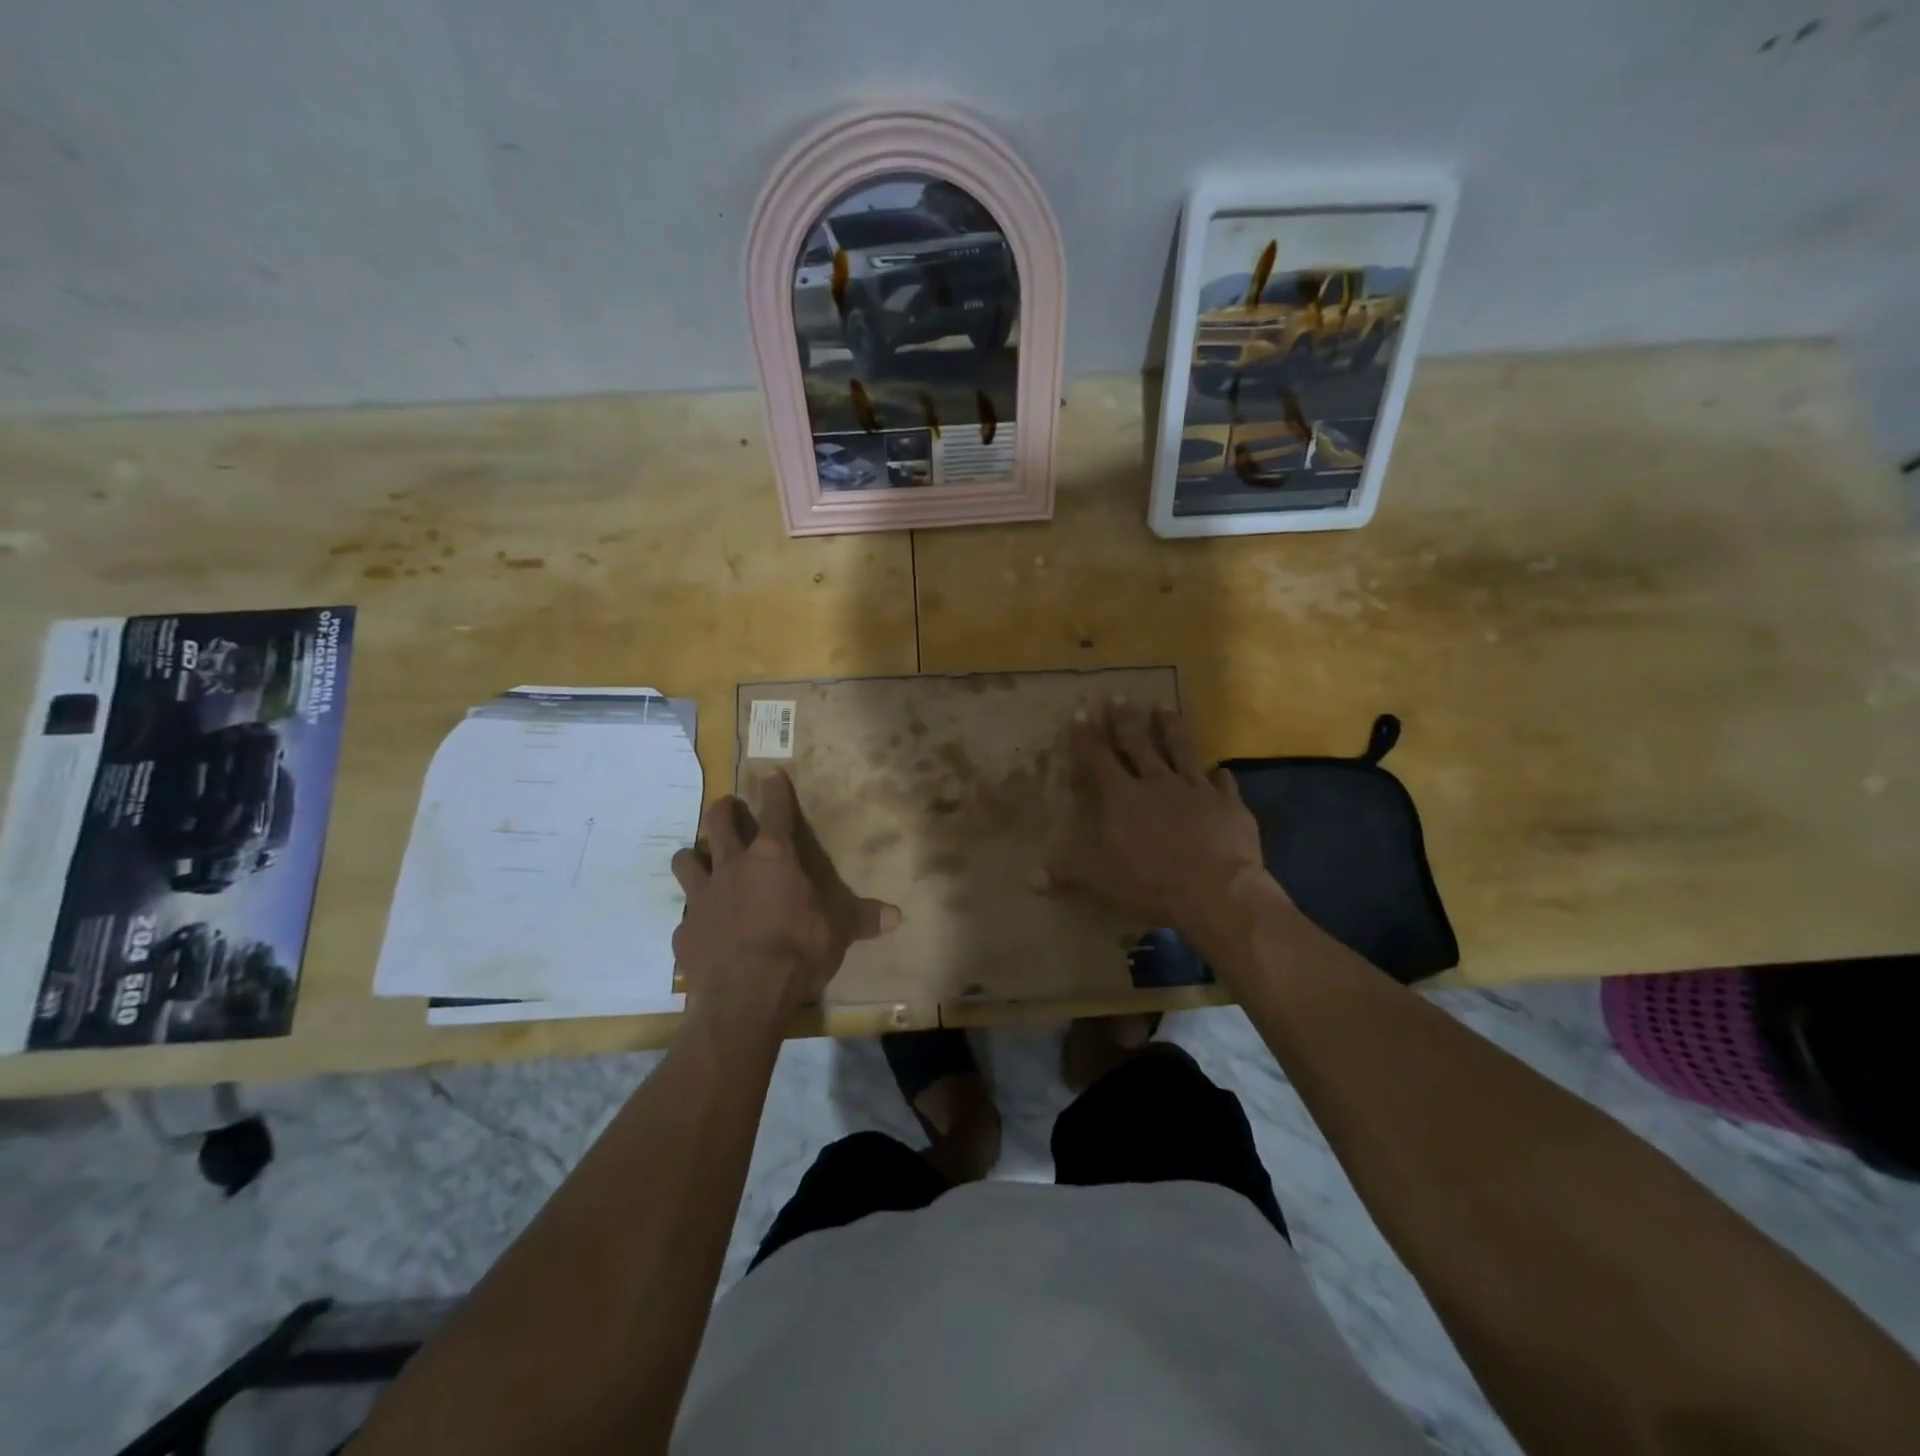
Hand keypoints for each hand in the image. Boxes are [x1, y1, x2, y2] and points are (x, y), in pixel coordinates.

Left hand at [671, 769, 899, 1031]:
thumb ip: (863, 918)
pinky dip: (693, 917)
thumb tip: (897, 916)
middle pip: (719, 824)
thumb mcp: (839, 931)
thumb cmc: (799, 947)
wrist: (747, 990)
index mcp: (774, 858)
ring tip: (697, 858)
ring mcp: (703, 897)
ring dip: (693, 856)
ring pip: (687, 861)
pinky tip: (700, 928)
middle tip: (727, 806)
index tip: (771, 775)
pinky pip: (685, 916)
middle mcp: (733, 867)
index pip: (776, 813)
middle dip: (724, 810)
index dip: (775, 792)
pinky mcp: (684, 931)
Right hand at [1041, 701, 1270, 936]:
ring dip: (1171, 728)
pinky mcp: (1227, 804)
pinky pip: (1223, 783)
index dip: (1087, 736)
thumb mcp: (1101, 880)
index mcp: (1123, 797)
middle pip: (1138, 744)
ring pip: (1181, 749)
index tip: (1081, 712)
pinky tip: (1220, 769)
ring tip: (1164, 707)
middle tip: (1119, 695)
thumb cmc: (1151, 882)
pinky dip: (1219, 776)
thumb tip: (1029, 877)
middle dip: (1125, 720)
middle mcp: (1157, 783)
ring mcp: (1195, 789)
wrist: (1217, 890)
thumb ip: (1067, 872)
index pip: (1099, 758)